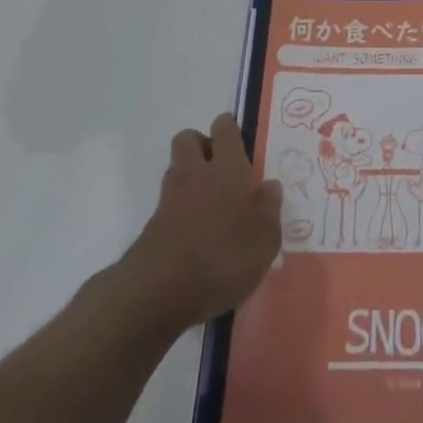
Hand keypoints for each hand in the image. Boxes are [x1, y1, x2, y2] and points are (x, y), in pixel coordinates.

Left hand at [119, 114, 281, 331]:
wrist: (158, 294)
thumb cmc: (222, 258)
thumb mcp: (264, 239)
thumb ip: (269, 209)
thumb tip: (270, 186)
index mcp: (227, 168)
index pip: (224, 129)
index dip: (230, 128)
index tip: (240, 138)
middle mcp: (195, 174)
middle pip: (188, 139)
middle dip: (202, 144)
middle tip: (223, 167)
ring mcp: (169, 200)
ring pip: (176, 169)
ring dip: (190, 176)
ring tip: (213, 203)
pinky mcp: (152, 228)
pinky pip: (169, 204)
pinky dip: (181, 210)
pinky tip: (198, 233)